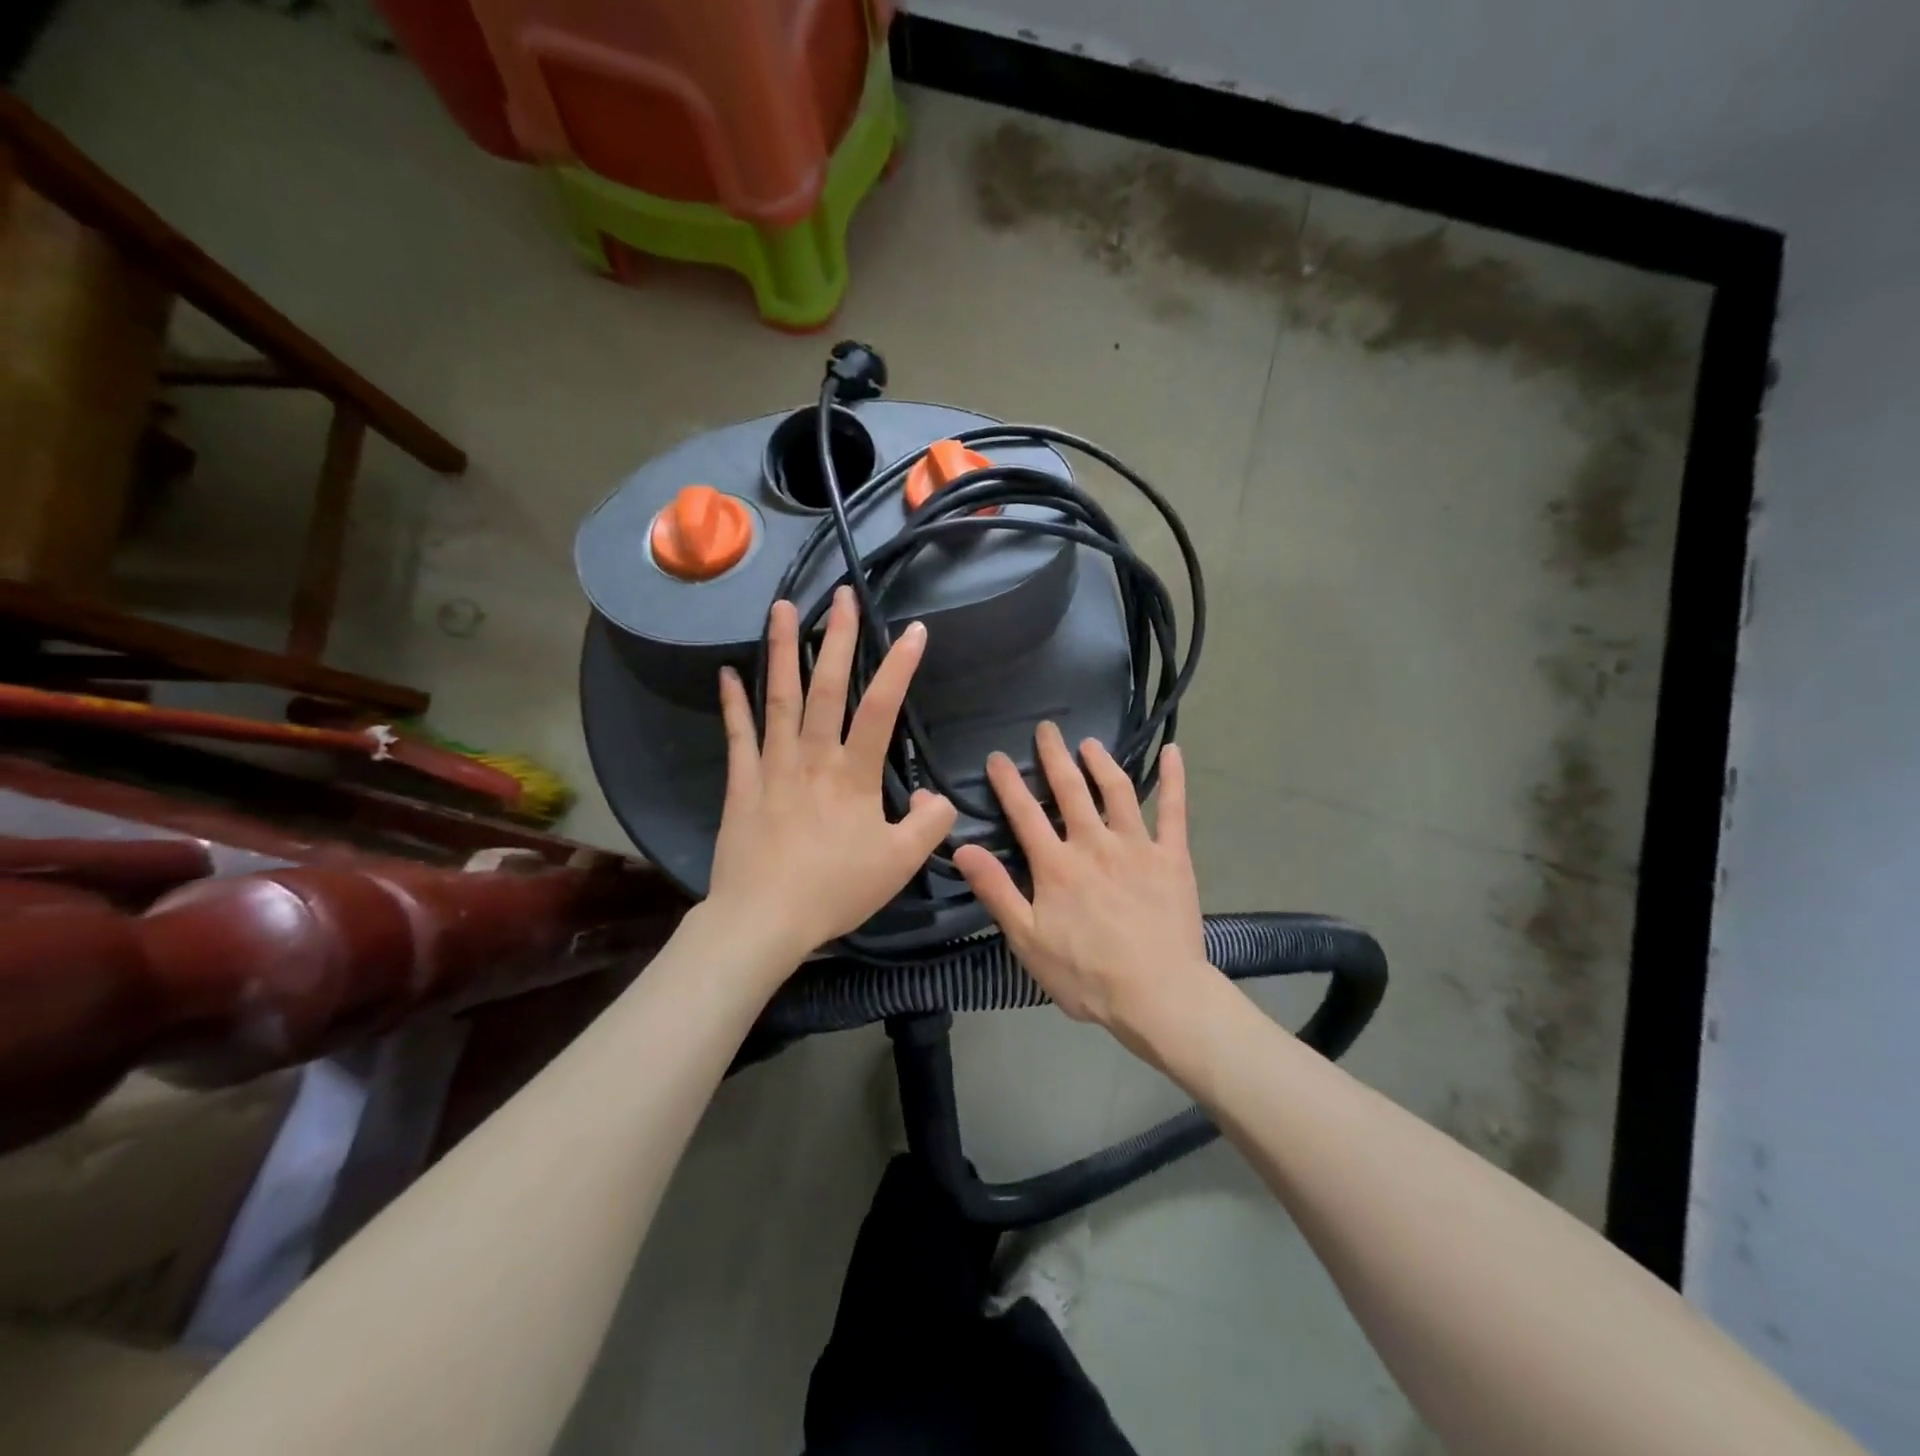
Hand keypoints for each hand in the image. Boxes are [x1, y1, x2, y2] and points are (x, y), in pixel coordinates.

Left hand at [706, 587, 956, 973]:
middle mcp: (813, 758)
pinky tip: (727, 673)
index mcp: (854, 775)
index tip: (913, 631)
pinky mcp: (741, 784)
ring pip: (779, 699)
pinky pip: (737, 735)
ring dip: (782, 651)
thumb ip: (928, 826)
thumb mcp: (899, 864)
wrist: (763, 920)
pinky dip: (733, 703)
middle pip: (826, 688)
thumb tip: (939, 797)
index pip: (882, 708)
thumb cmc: (835, 891)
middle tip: (840, 595)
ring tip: (781, 608)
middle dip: (836, 638)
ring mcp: (772, 766)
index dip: (899, 667)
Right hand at [953, 723, 1213, 1052]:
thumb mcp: (1027, 940)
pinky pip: (1174, 810)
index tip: (997, 756)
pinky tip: (1173, 752)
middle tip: (1046, 728)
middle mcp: (1094, 843)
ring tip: (1089, 742)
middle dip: (1055, 756)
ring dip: (1101, 762)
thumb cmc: (1086, 975)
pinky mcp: (1172, 857)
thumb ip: (996, 891)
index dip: (1008, 782)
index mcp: (1056, 865)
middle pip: (1070, 789)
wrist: (1158, 995)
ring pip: (1117, 790)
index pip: (1025, 812)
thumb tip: (962, 848)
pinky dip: (1174, 779)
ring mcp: (1137, 846)